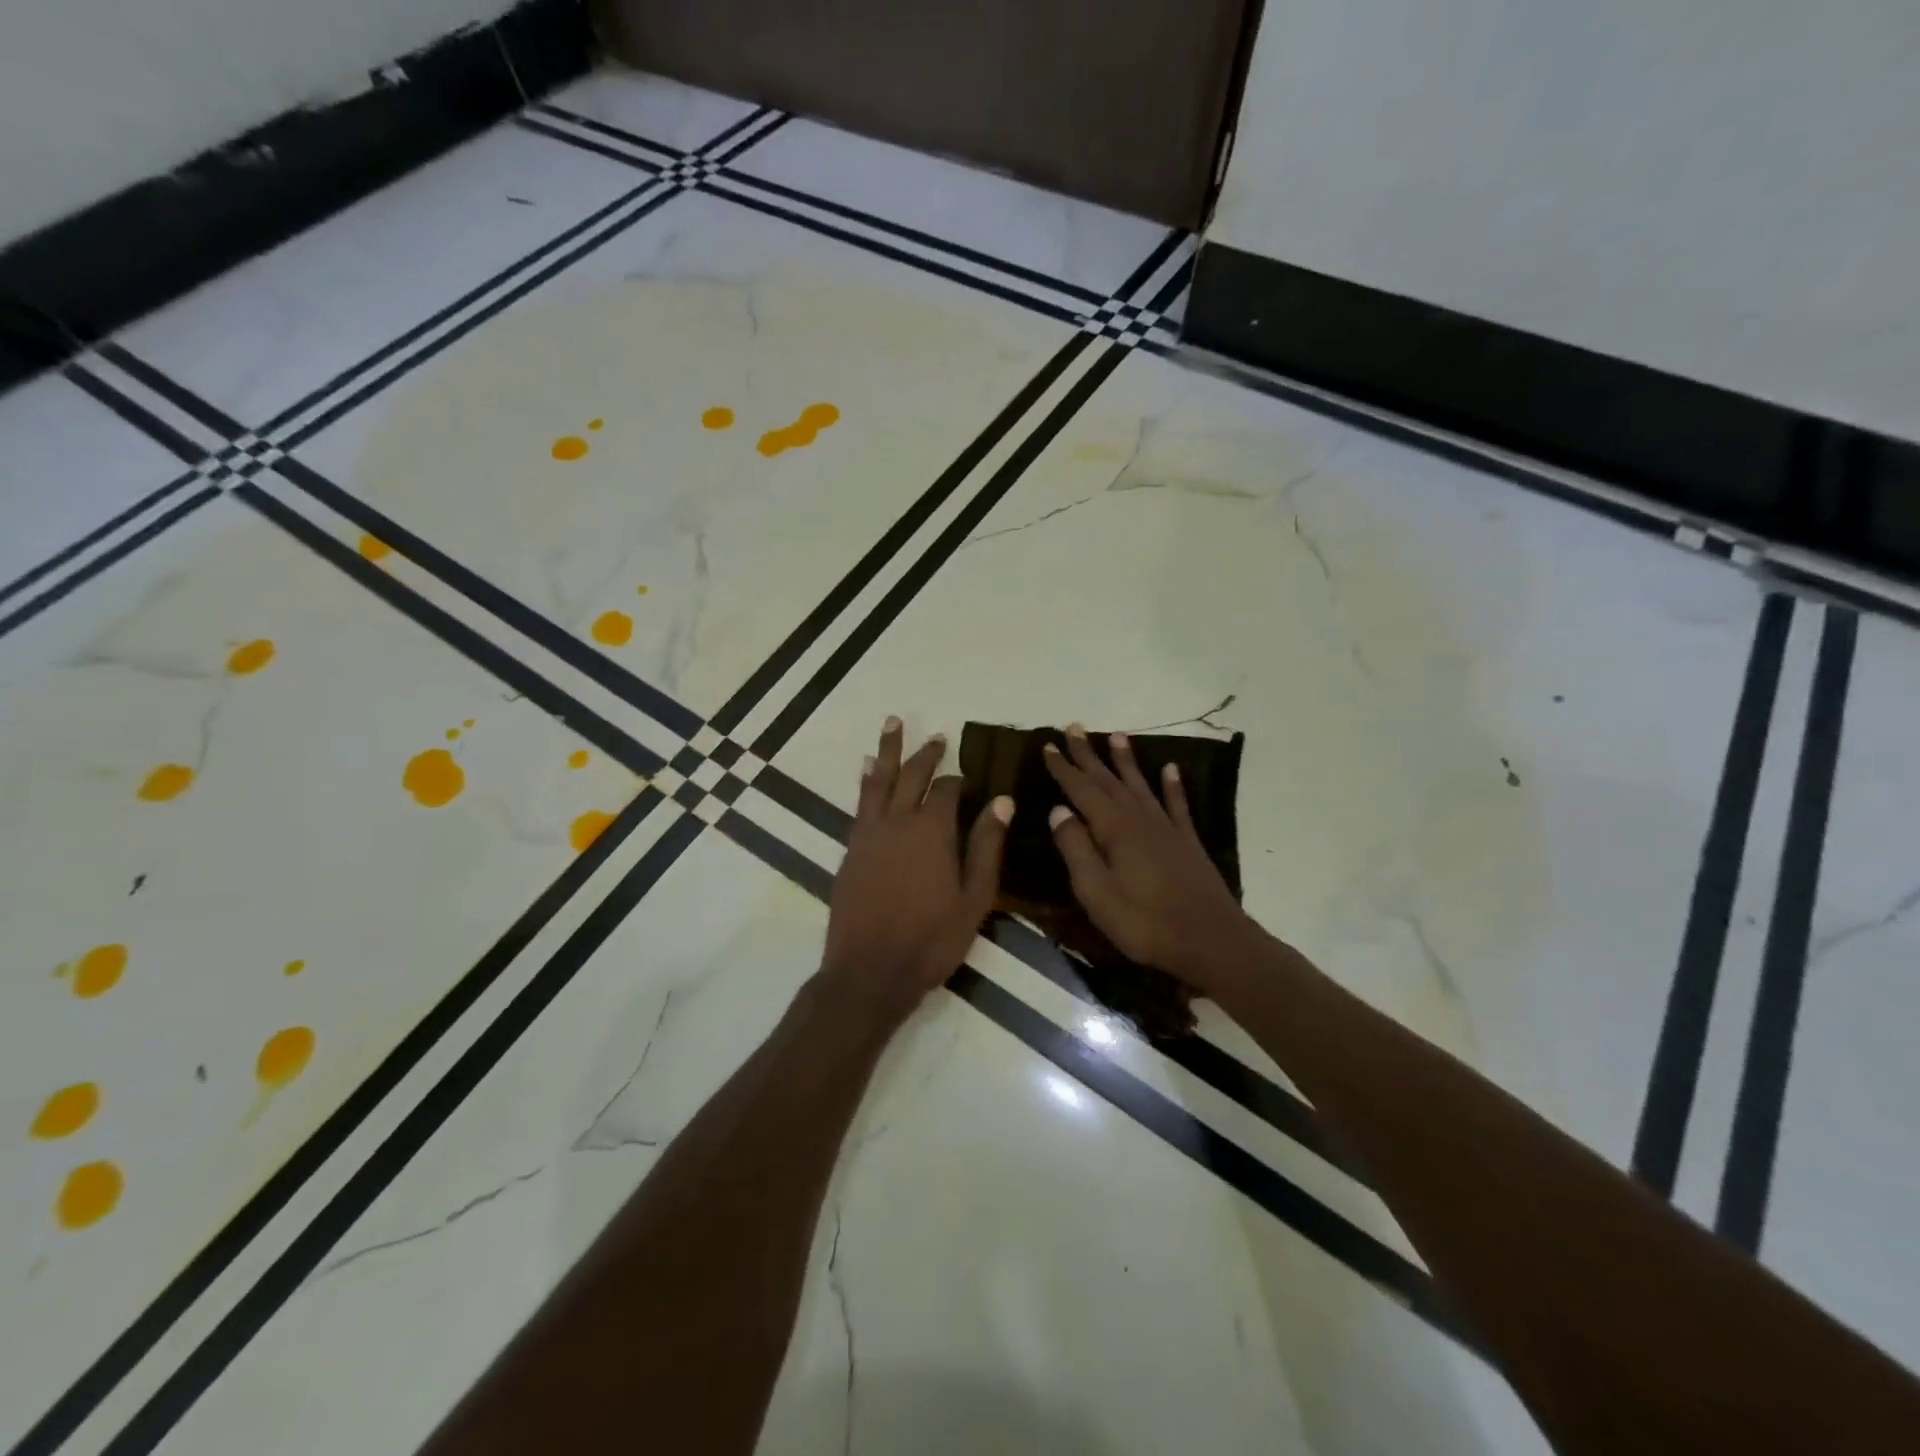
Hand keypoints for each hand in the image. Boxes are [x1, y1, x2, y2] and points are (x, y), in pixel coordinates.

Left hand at [822, 718, 1011, 1027]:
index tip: (969, 781)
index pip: (947, 790)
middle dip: (925, 755)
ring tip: (892, 724)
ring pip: (880, 781)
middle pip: (912, 776)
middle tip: (936, 737)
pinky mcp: (851, 848)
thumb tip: (1002, 800)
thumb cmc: (931, 939)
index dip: (959, 781)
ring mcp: (870, 833)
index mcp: (933, 831)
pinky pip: (860, 802)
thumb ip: (987, 846)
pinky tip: (869, 769)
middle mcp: (898, 821)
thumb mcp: (974, 898)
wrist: (870, 970)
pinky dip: (866, 781)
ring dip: (888, 751)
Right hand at [1044, 725, 1254, 983]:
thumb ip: (1076, 849)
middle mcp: (1140, 819)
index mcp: (1114, 829)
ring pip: (1140, 784)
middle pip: (1109, 780)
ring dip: (1126, 760)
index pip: (1082, 790)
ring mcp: (1167, 828)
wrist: (1211, 941)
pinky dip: (1172, 785)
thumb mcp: (1097, 893)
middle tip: (1074, 728)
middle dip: (1089, 754)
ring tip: (1116, 736)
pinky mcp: (1187, 842)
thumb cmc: (1145, 922)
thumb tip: (1058, 811)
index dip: (1063, 767)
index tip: (1048, 745)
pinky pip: (1177, 804)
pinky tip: (1170, 769)